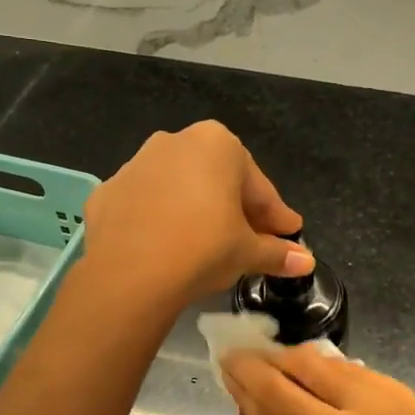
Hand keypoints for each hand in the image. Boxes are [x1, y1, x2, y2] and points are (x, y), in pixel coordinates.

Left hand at [81, 122, 311, 308]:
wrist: (129, 273)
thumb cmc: (203, 248)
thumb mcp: (247, 252)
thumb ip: (277, 252)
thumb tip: (307, 262)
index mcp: (217, 144)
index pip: (257, 186)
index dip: (274, 215)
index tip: (287, 234)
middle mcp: (175, 142)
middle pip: (217, 181)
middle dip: (236, 210)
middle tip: (251, 241)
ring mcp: (135, 164)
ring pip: (179, 188)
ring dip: (196, 211)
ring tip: (207, 245)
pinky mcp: (107, 192)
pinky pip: (145, 205)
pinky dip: (158, 220)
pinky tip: (165, 247)